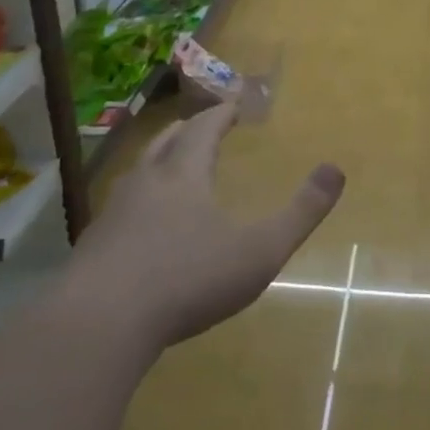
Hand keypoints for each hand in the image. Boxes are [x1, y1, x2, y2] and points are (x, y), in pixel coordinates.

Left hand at [68, 102, 344, 352]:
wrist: (99, 325)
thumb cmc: (187, 279)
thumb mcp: (259, 250)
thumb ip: (301, 212)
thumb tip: (336, 169)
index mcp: (184, 174)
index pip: (204, 128)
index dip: (222, 114)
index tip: (234, 105)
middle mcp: (146, 182)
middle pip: (166, 142)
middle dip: (188, 131)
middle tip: (202, 126)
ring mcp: (113, 213)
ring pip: (138, 172)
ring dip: (158, 161)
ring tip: (170, 168)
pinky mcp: (92, 246)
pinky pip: (120, 208)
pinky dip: (138, 201)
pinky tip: (141, 226)